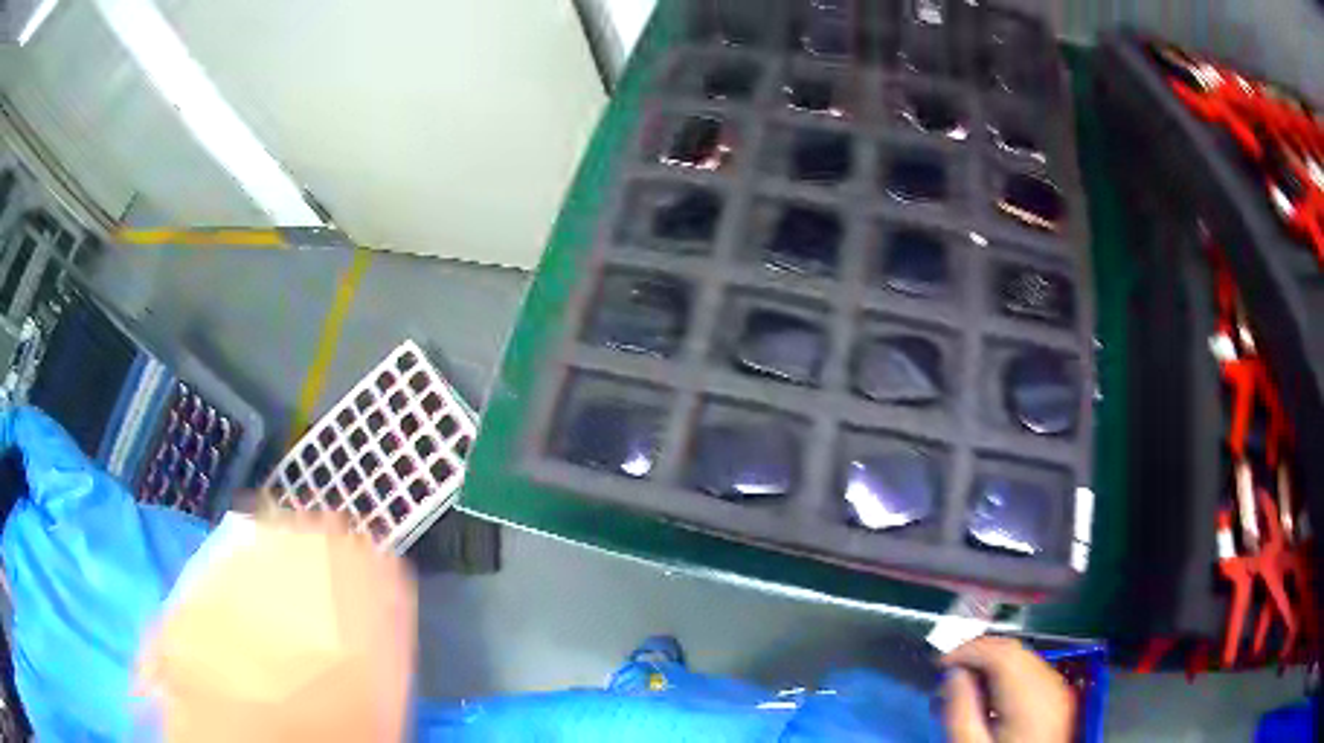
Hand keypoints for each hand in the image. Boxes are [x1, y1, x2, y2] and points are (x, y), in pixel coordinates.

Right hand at [941, 637, 1074, 742]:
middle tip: (950, 669)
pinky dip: (1007, 674)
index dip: (969, 650)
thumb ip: (960, 709)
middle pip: (1014, 652)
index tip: (942, 662)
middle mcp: (1051, 687)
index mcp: (1031, 698)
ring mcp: (1057, 692)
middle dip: (979, 655)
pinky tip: (989, 693)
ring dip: (992, 663)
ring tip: (965, 682)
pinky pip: (1032, 673)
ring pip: (1023, 659)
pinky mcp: (1056, 699)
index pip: (1001, 653)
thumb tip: (953, 675)